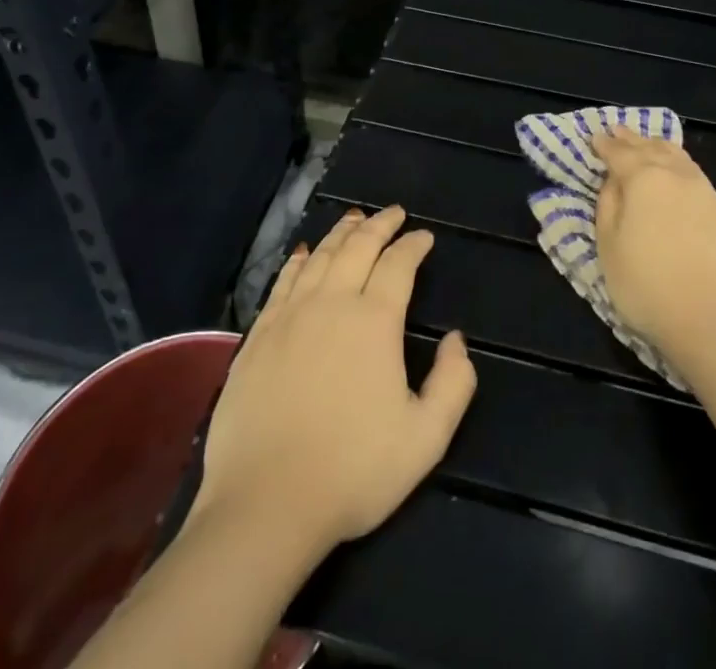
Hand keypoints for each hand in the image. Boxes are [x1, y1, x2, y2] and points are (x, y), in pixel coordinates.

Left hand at [193, 205, 477, 555]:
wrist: (266, 502)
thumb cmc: (353, 471)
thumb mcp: (425, 439)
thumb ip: (453, 383)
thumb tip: (456, 340)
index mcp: (374, 320)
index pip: (398, 265)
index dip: (413, 245)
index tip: (424, 236)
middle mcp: (332, 302)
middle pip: (357, 247)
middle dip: (379, 225)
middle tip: (393, 213)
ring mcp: (290, 314)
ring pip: (320, 256)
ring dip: (341, 233)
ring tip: (355, 219)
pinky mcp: (259, 333)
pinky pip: (284, 280)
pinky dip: (299, 259)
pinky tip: (305, 252)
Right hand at [592, 131, 715, 374]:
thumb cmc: (649, 287)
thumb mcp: (608, 248)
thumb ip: (607, 205)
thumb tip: (613, 181)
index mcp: (644, 178)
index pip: (618, 152)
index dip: (604, 144)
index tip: (593, 137)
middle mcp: (677, 176)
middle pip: (651, 147)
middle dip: (631, 139)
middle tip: (617, 131)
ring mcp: (706, 193)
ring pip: (679, 157)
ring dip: (658, 147)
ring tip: (648, 144)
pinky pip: (695, 176)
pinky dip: (679, 166)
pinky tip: (677, 174)